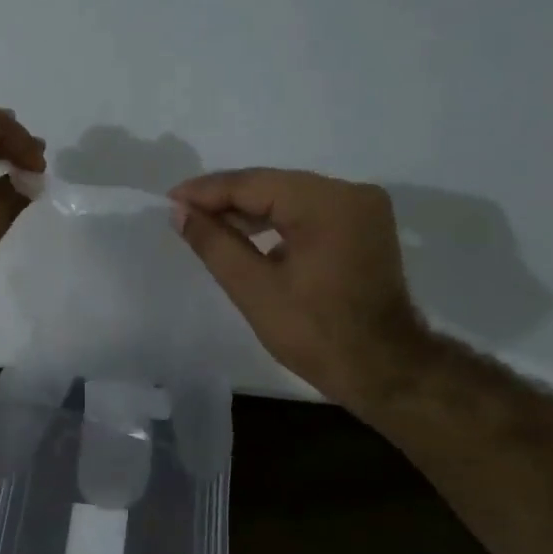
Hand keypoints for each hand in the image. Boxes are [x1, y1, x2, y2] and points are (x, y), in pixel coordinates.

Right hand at [170, 168, 426, 406]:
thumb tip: (180, 212)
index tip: (170, 200)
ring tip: (207, 226)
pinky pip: (311, 214)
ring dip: (251, 213)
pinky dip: (278, 224)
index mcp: (327, 203)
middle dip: (227, 200)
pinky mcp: (364, 228)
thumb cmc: (315, 333)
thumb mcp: (254, 289)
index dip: (207, 192)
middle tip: (183, 214)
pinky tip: (248, 237)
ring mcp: (363, 209)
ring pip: (292, 198)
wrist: (382, 369)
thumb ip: (215, 243)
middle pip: (274, 186)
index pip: (254, 184)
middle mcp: (351, 193)